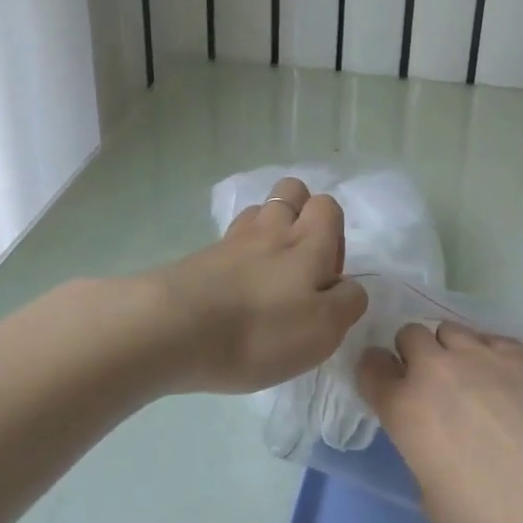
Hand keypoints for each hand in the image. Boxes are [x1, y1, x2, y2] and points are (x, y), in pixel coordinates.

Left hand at [149, 177, 367, 394]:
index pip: (328, 206)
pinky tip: (237, 284)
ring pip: (259, 212)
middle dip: (302, 213)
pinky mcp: (202, 256)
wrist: (174, 330)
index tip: (328, 275)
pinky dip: (240, 252)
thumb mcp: (324, 330)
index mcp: (308, 241)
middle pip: (291, 191)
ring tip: (268, 272)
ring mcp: (233, 240)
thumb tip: (348, 287)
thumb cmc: (260, 331)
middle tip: (301, 262)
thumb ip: (347, 302)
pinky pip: (231, 240)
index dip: (335, 232)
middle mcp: (272, 229)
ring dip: (269, 230)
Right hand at [356, 322, 522, 522]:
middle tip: (433, 382)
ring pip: (450, 330)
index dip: (376, 372)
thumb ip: (423, 458)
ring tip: (472, 377)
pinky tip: (510, 382)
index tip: (386, 384)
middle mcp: (435, 369)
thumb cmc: (489, 518)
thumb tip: (436, 446)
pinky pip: (492, 339)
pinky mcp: (520, 351)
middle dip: (414, 354)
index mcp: (404, 408)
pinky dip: (491, 355)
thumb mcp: (433, 500)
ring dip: (451, 350)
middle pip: (410, 335)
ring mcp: (479, 354)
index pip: (371, 367)